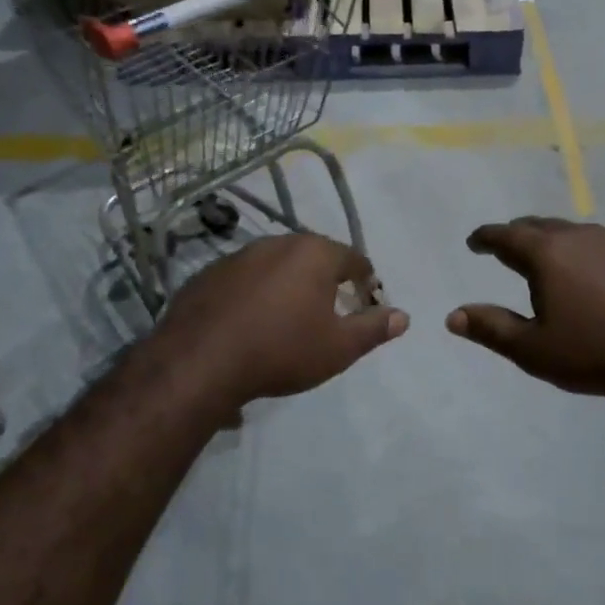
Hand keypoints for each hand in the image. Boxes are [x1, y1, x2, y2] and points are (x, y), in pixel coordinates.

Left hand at [147, 234, 408, 410]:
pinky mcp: (209, 274)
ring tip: (289, 317)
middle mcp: (277, 243)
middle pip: (313, 256)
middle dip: (326, 279)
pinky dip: (255, 293)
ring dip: (288, 284)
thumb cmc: (282, 350)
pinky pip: (244, 279)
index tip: (366, 302)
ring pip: (276, 265)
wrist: (201, 361)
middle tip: (330, 311)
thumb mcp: (338, 348)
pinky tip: (251, 322)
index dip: (366, 281)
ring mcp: (238, 256)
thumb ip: (373, 329)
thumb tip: (403, 316)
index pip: (354, 258)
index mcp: (314, 253)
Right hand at [446, 218, 604, 399]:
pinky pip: (598, 244)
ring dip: (550, 241)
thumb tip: (453, 316)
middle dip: (517, 234)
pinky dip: (581, 252)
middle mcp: (578, 236)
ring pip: (571, 231)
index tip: (474, 242)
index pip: (506, 235)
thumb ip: (491, 328)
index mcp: (547, 253)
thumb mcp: (535, 350)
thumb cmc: (597, 351)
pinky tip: (588, 274)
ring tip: (544, 260)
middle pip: (538, 225)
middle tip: (505, 248)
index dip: (485, 237)